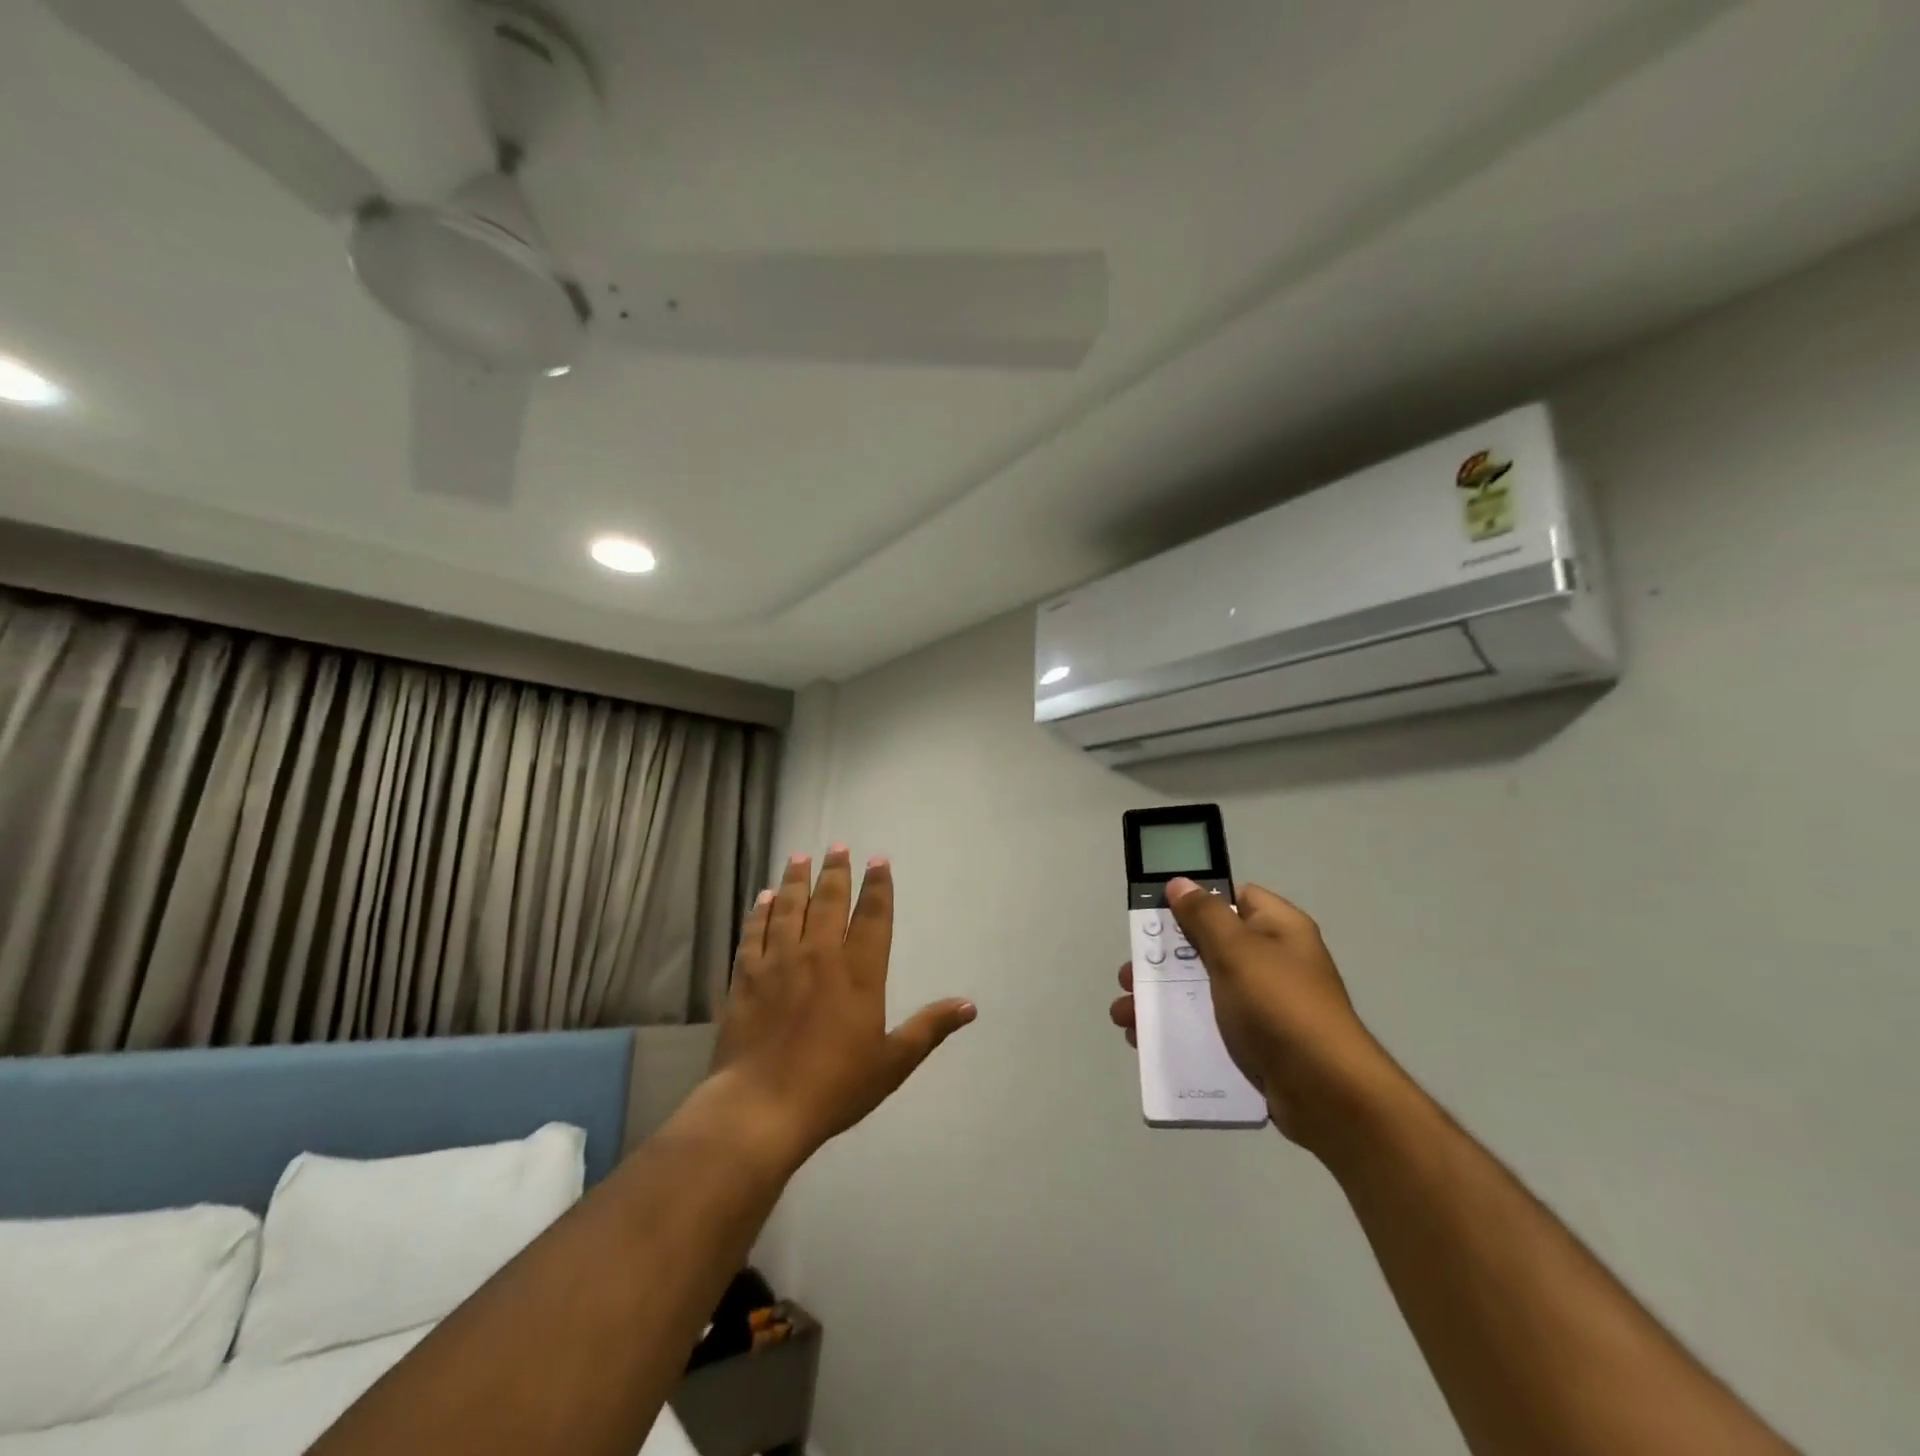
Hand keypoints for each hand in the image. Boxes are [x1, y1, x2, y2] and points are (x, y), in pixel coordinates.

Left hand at [709, 847, 975, 1168]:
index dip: (878, 887)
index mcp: (859, 973)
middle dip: (836, 871)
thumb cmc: (834, 1087)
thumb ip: (929, 1028)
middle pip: (829, 901)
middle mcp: (820, 956)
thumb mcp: (892, 1063)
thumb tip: (970, 1006)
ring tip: (801, 856)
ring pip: (790, 908)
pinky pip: (754, 932)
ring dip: (797, 880)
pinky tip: (765, 897)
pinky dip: (761, 911)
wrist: (761, 1107)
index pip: (873, 917)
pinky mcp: (746, 976)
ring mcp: (778, 962)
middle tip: (838, 846)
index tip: (878, 860)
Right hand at [1109, 878, 1399, 1146]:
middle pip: (1208, 947)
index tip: (1158, 915)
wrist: (1327, 1095)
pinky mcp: (1256, 1045)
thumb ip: (1204, 915)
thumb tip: (1180, 883)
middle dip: (1164, 959)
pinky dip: (1178, 1031)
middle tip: (1130, 972)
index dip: (1196, 902)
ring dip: (1161, 999)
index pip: (1235, 898)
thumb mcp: (1237, 951)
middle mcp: (1273, 963)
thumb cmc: (1280, 1007)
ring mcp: (1265, 1006)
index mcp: (1278, 930)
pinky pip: (1209, 1027)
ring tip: (1124, 1014)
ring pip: (1202, 990)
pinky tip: (1144, 1042)